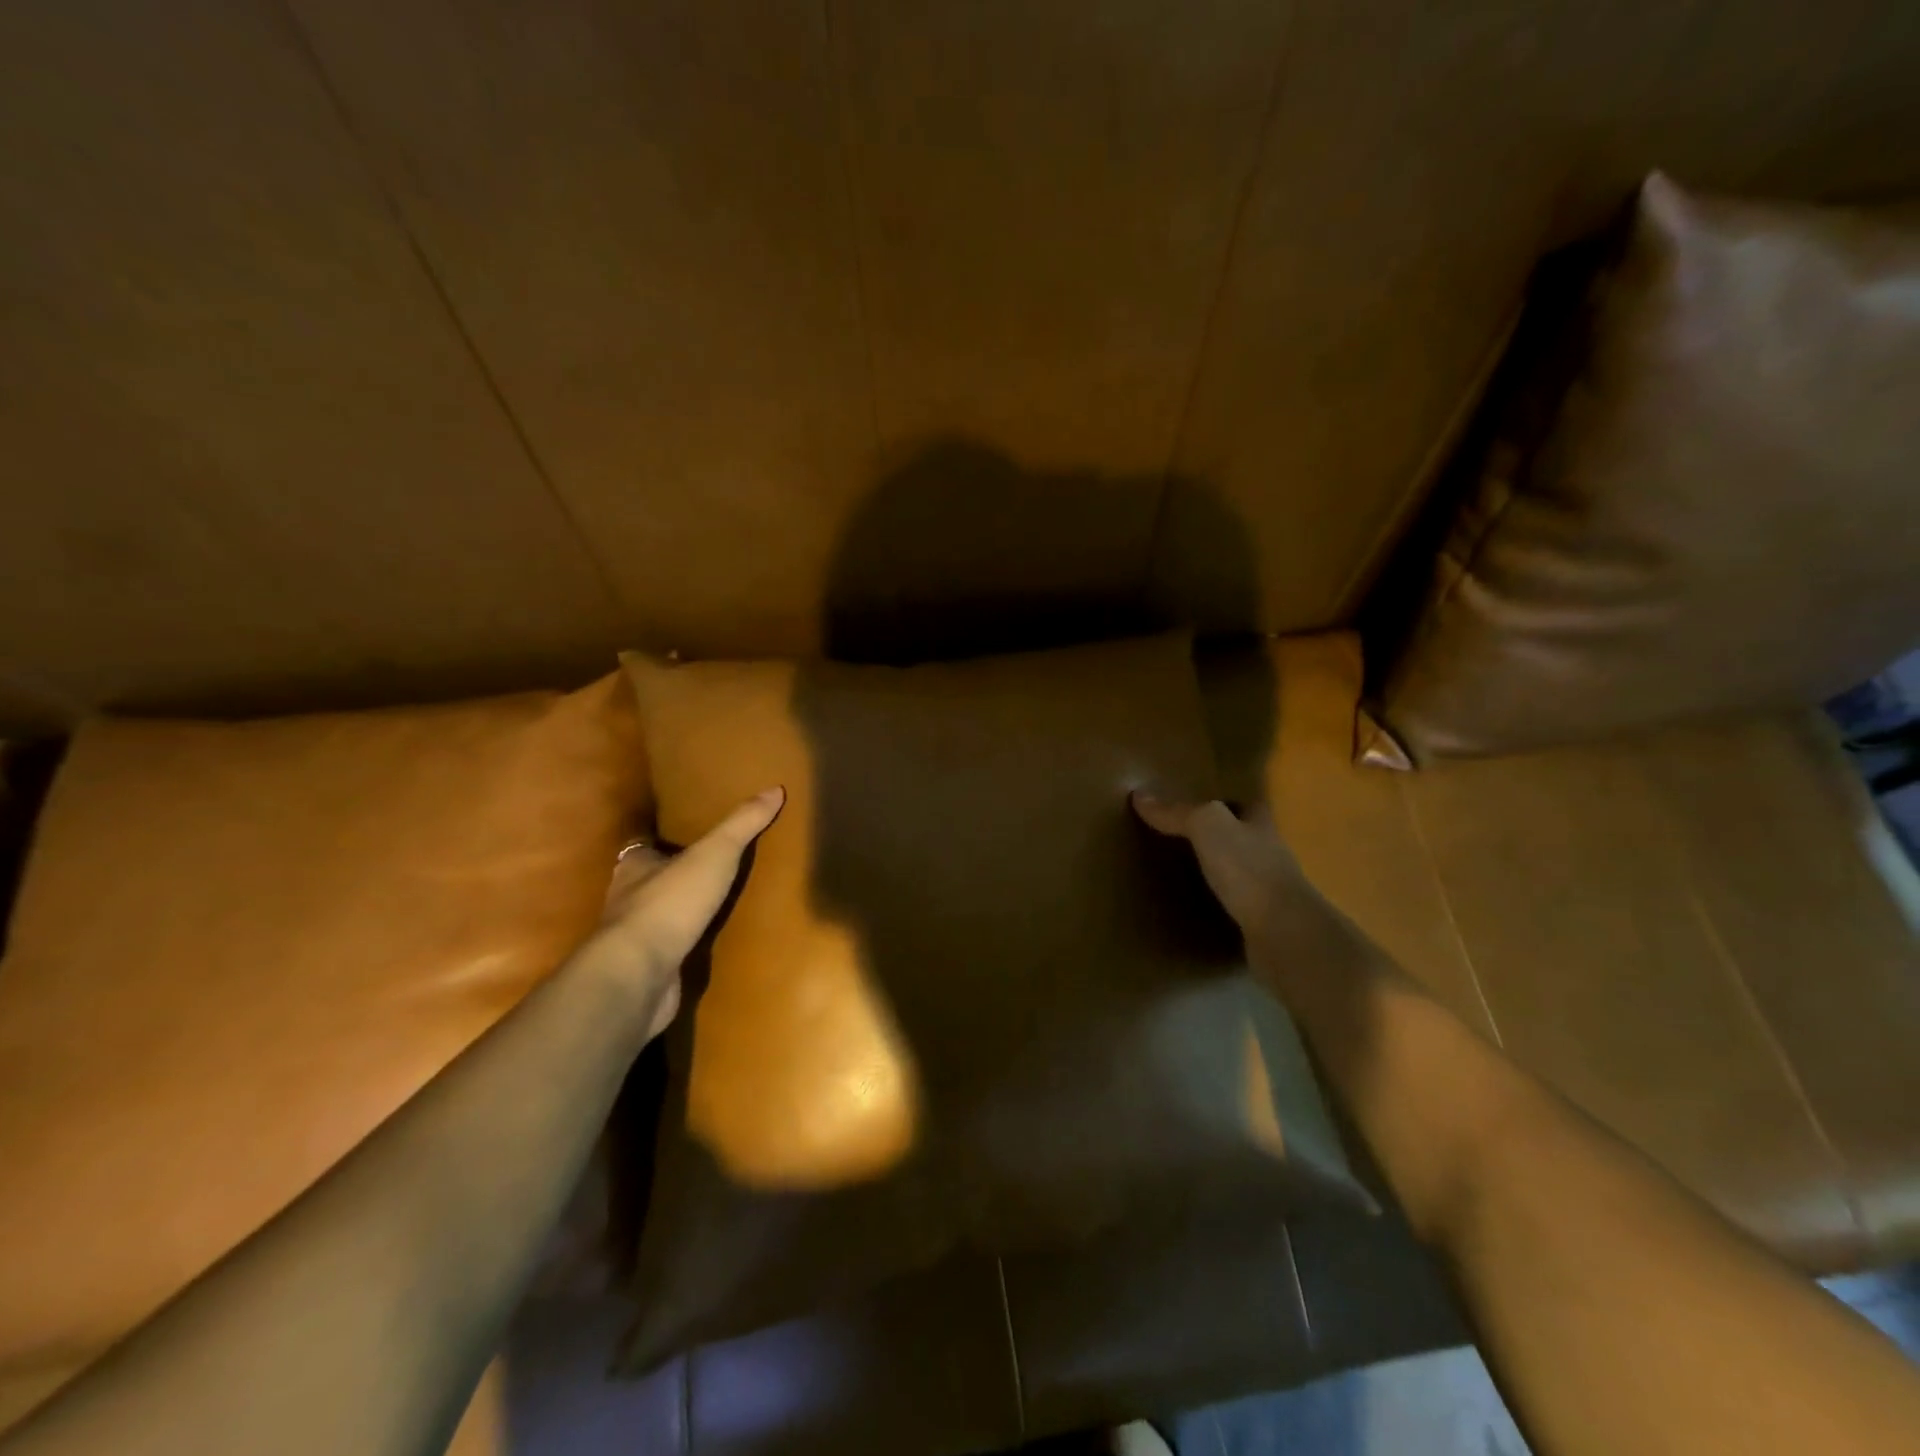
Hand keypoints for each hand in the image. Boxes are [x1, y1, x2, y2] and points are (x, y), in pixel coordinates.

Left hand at [586, 786, 784, 1038]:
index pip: (645, 847)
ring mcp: (635, 939)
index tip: (687, 837)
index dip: (664, 841)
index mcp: (635, 866)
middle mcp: (628, 899)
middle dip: (674, 877)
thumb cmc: (670, 903)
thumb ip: (743, 823)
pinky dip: (685, 947)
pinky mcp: (646, 970)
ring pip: (659, 917)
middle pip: (651, 881)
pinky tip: (708, 947)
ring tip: (716, 908)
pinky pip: (670, 951)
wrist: (639, 974)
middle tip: (709, 871)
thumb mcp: (715, 853)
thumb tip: (775, 789)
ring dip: (681, 914)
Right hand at [1131, 790, 1370, 989]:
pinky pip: (1233, 906)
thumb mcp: (1208, 828)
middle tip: (1175, 839)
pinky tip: (1192, 909)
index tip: (1194, 802)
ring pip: (1238, 873)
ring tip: (1177, 874)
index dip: (1223, 802)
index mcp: (1261, 825)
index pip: (1245, 805)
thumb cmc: (1248, 869)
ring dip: (1215, 873)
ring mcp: (1269, 891)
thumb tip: (1140, 795)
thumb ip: (1178, 812)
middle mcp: (1270, 854)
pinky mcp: (1261, 923)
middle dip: (1216, 838)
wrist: (1282, 933)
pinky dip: (1216, 905)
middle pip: (1241, 838)